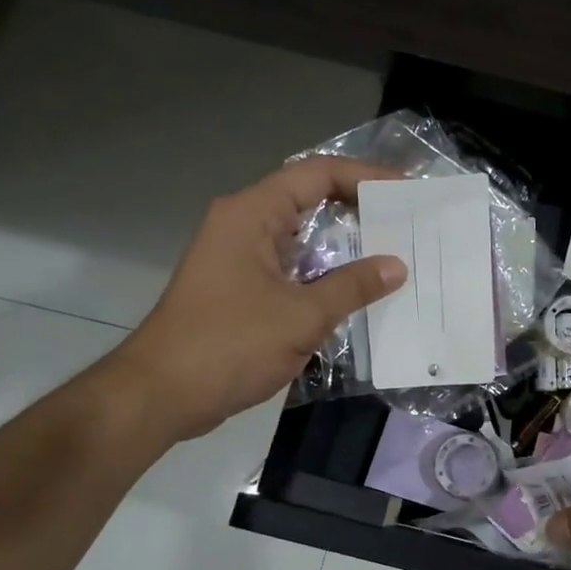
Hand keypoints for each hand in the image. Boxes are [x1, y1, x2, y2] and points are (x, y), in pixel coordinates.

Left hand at [101, 157, 406, 442]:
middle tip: (408, 224)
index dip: (366, 177)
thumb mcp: (302, 316)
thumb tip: (397, 266)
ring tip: (395, 255)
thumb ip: (353, 286)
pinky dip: (327, 274)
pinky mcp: (242, 288)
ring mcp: (241, 258)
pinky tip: (360, 293)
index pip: (317, 174)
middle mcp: (245, 225)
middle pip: (310, 200)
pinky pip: (294, 268)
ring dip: (346, 245)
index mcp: (252, 214)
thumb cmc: (229, 345)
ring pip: (303, 237)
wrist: (161, 394)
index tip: (407, 192)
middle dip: (361, 209)